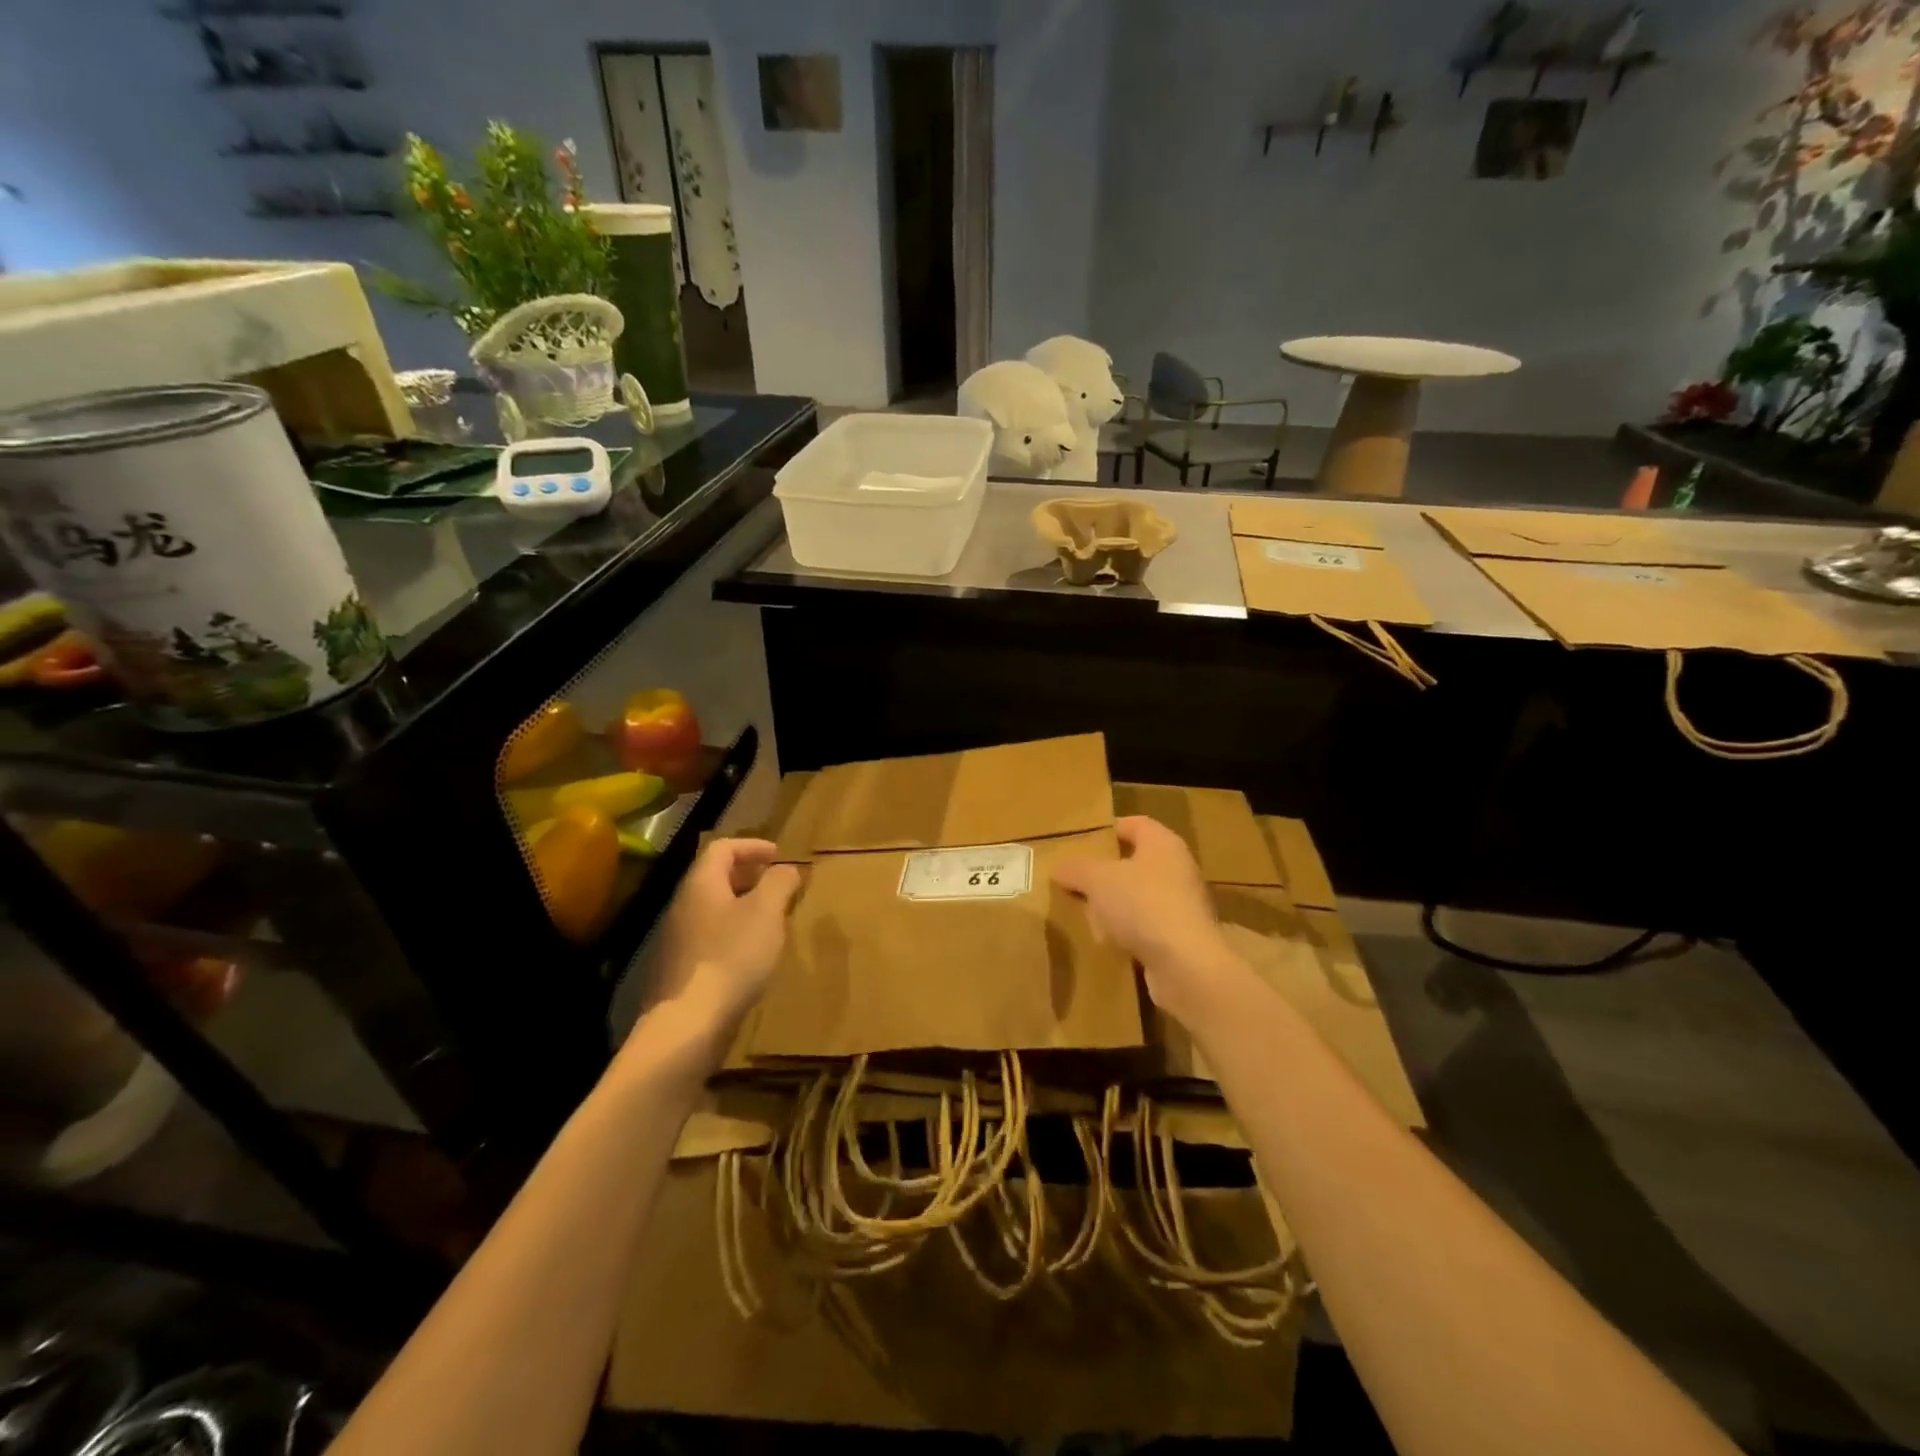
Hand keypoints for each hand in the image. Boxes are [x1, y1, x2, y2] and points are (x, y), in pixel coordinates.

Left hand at [644, 838, 800, 1043]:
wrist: (688, 1024)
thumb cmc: (732, 956)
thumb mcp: (766, 912)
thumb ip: (779, 882)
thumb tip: (786, 868)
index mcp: (701, 884)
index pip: (722, 848)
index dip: (752, 846)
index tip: (779, 856)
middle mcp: (683, 906)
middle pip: (715, 877)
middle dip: (749, 876)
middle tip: (778, 886)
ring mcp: (677, 940)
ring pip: (713, 910)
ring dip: (742, 907)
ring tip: (771, 921)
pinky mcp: (679, 971)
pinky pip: (709, 938)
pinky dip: (733, 935)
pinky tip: (752, 956)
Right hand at [1052, 816, 1239, 1025]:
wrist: (1185, 964)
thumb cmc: (1142, 905)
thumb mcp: (1097, 880)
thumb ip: (1076, 869)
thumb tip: (1059, 867)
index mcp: (1163, 844)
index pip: (1135, 824)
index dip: (1108, 830)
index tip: (1082, 842)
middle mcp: (1178, 869)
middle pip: (1137, 862)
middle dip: (1106, 871)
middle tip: (1076, 879)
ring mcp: (1183, 905)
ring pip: (1140, 896)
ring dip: (1115, 904)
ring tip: (1084, 912)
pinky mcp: (1182, 938)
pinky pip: (1147, 926)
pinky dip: (1127, 931)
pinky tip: (1105, 941)